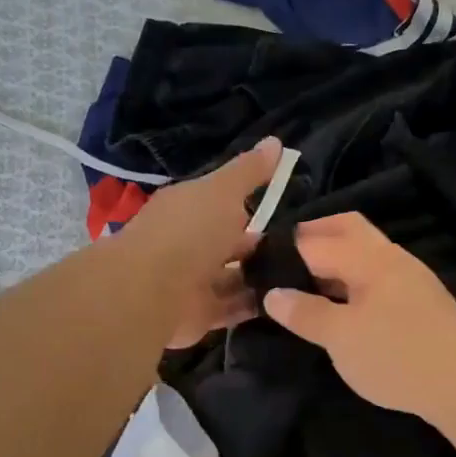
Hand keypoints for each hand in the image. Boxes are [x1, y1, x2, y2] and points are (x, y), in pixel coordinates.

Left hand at [122, 137, 283, 348]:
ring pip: (233, 277)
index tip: (286, 208)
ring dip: (260, 277)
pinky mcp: (199, 315)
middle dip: (259, 245)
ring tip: (304, 276)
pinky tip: (287, 302)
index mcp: (187, 208)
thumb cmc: (189, 231)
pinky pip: (233, 308)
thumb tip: (276, 141)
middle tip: (304, 248)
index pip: (221, 203)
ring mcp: (192, 282)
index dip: (249, 204)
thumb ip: (249, 171)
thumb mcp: (223, 191)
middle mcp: (187, 244)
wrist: (152, 290)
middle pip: (228, 243)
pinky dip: (255, 305)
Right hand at [262, 212, 455, 420]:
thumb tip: (272, 294)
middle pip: (347, 229)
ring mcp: (410, 277)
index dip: (285, 247)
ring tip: (307, 283)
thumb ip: (305, 312)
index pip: (316, 239)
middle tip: (284, 261)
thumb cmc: (397, 356)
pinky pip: (377, 274)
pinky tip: (343, 303)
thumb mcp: (340, 338)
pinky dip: (353, 277)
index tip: (258, 260)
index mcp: (368, 257)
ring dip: (335, 258)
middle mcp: (391, 257)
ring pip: (365, 251)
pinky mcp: (421, 301)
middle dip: (313, 237)